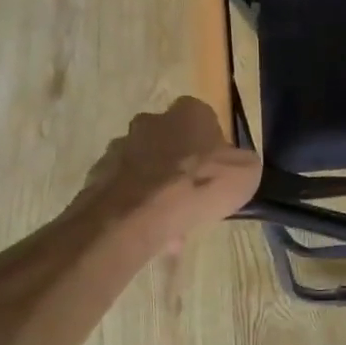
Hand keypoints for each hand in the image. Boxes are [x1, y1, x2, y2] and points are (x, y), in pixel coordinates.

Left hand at [71, 99, 261, 252]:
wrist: (136, 215)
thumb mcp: (247, 173)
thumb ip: (242, 163)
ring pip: (146, 168)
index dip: (211, 145)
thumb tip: (235, 165)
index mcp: (189, 112)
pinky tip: (152, 232)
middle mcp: (150, 121)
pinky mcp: (98, 175)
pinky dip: (137, 207)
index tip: (216, 169)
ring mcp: (119, 147)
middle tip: (193, 196)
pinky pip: (126, 191)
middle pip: (170, 141)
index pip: (203, 118)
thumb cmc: (199, 184)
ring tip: (172, 225)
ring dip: (157, 189)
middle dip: (179, 166)